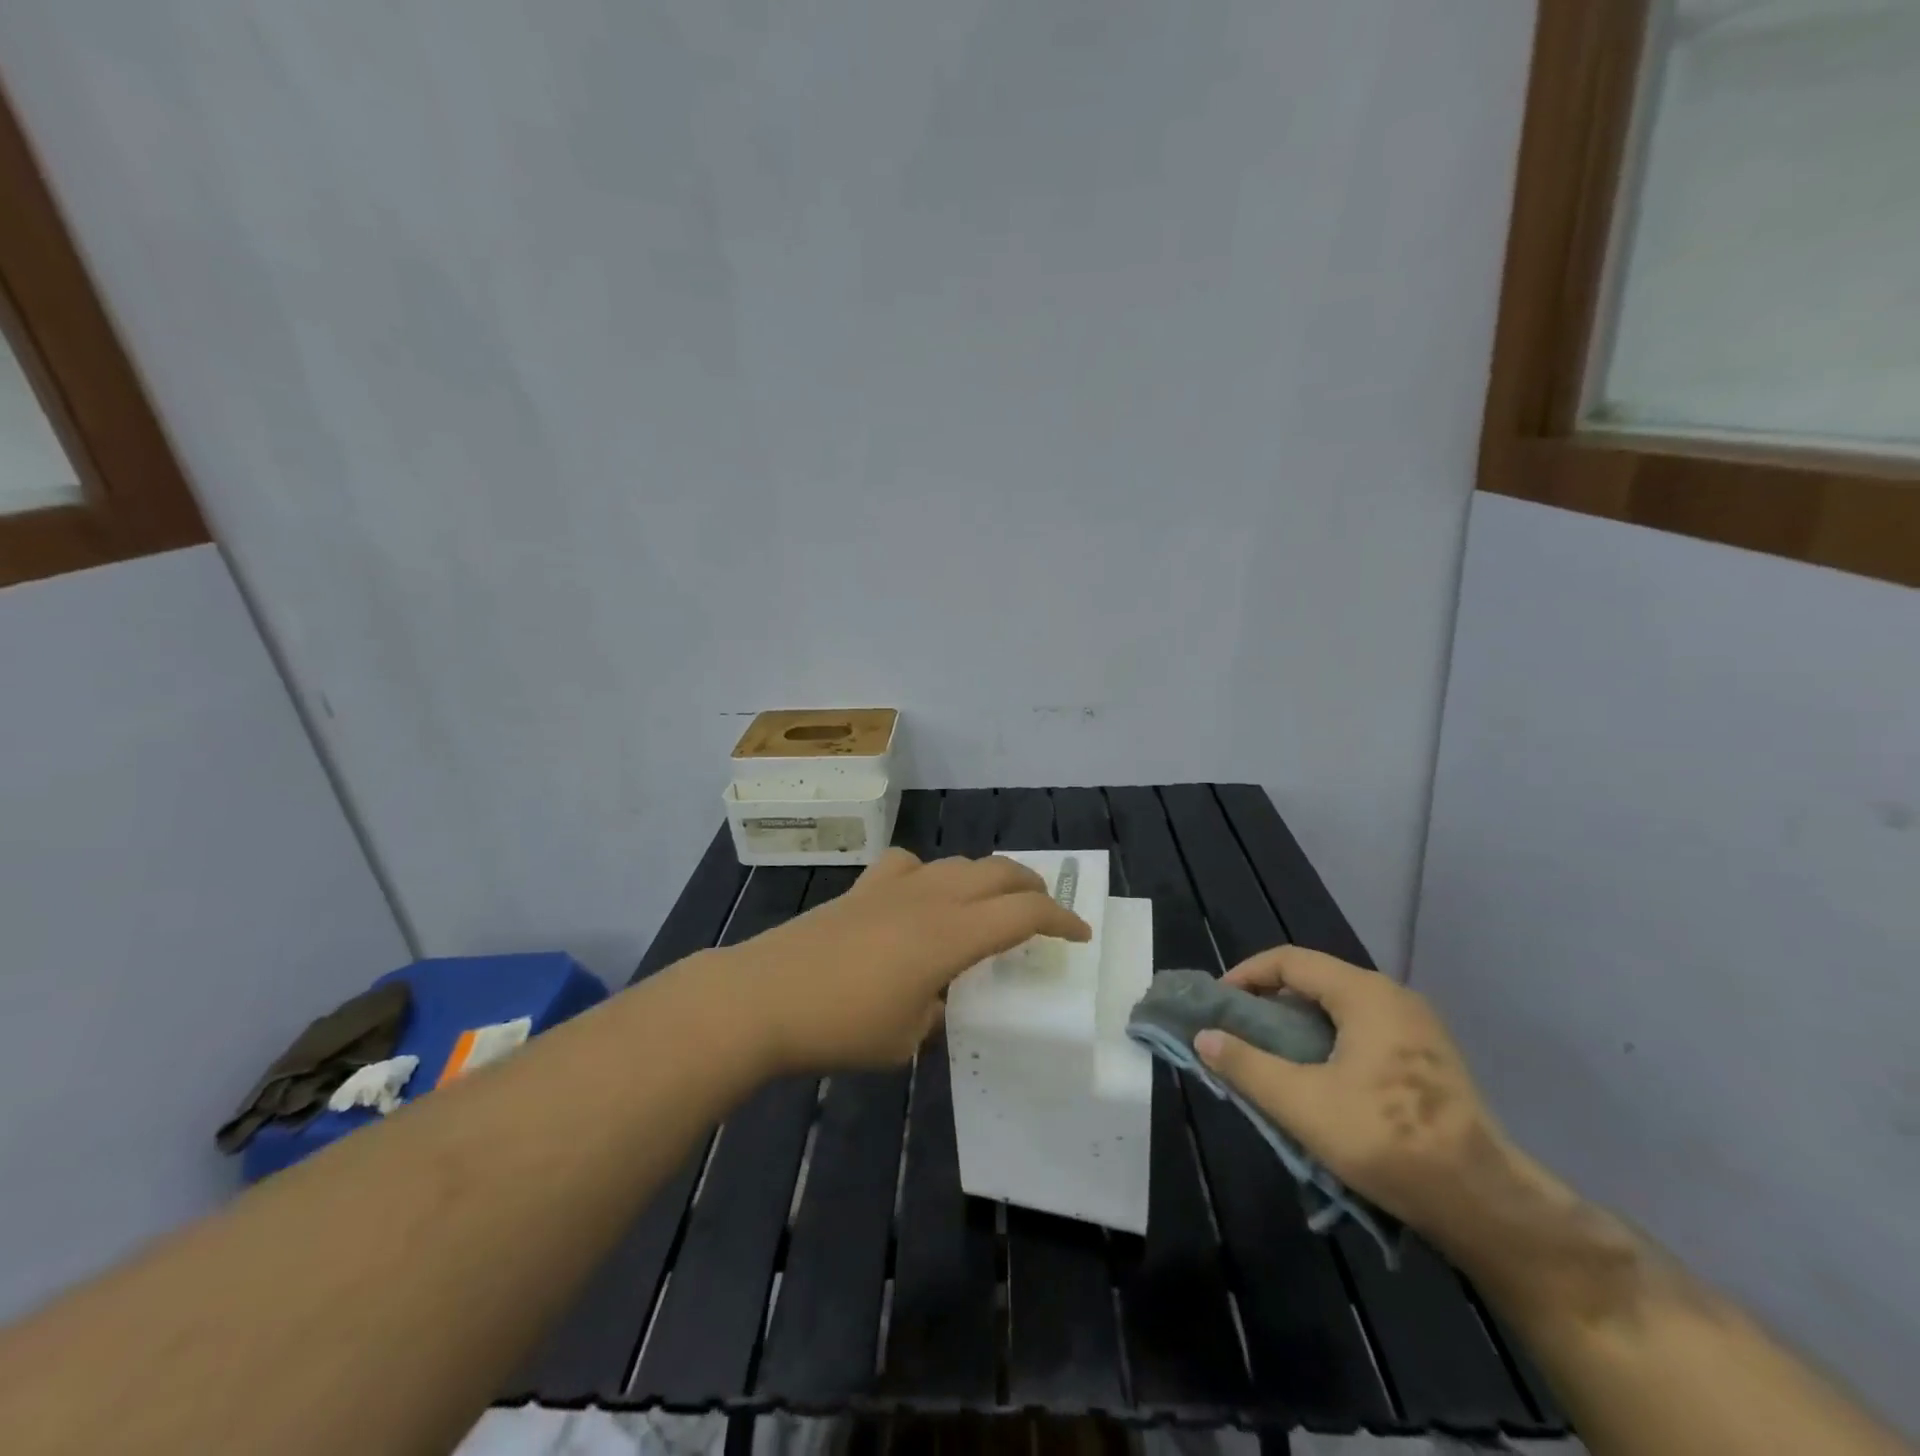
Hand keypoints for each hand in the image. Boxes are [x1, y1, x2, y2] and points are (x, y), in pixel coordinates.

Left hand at [718, 849, 1090, 1074]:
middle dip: (1032, 886)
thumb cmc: (840, 1026)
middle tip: (1046, 910)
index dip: (1061, 920)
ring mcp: (894, 886)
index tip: (1080, 934)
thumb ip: (935, 1014)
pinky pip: (910, 865)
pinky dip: (930, 874)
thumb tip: (939, 1000)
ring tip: (992, 902)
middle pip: (998, 872)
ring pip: (958, 863)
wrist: (762, 997)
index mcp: (952, 936)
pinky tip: (920, 895)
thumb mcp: (905, 1039)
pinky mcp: (862, 888)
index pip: (1024, 913)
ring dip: (988, 877)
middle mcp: (931, 899)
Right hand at [1194, 946, 1526, 1251]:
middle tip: (1241, 1030)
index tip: (1219, 1004)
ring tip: (1273, 1053)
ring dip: (1300, 1022)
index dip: (1247, 974)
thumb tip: (1203, 1037)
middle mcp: (1393, 996)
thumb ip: (1246, 1065)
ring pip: (1341, 1006)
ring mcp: (1418, 1026)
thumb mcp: (1301, 1103)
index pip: (1290, 960)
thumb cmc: (1385, 1139)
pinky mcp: (1430, 1058)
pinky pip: (1365, 1028)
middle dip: (1271, 999)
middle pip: (1316, 979)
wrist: (1483, 1202)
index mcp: (1363, 993)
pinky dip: (1330, 1038)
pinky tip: (1320, 1075)